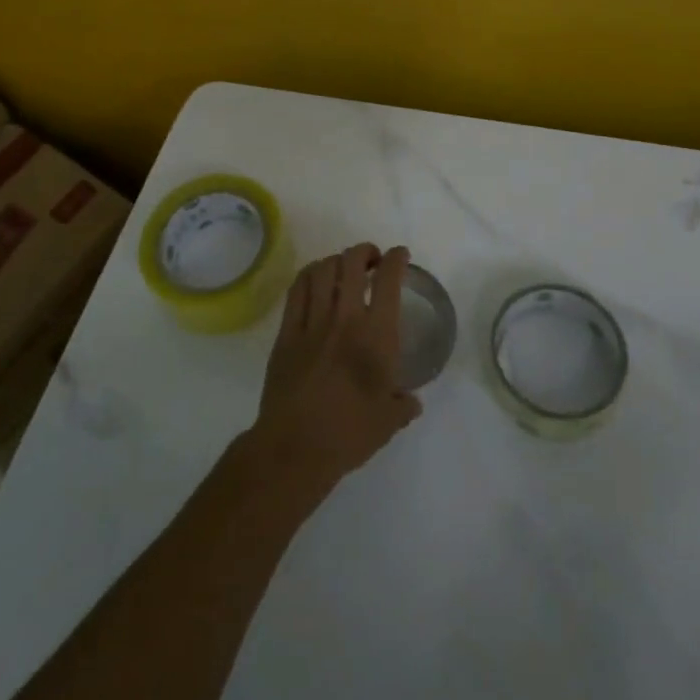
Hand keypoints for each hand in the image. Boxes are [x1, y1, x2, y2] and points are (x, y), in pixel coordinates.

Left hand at [241, 243, 422, 508]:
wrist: (295, 447)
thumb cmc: (348, 434)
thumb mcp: (388, 422)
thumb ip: (403, 405)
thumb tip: (412, 401)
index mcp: (376, 336)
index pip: (389, 280)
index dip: (396, 259)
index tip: (400, 256)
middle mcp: (345, 318)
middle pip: (352, 262)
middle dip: (364, 252)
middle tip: (371, 260)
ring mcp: (312, 321)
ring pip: (323, 269)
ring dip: (337, 260)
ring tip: (343, 268)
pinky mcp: (287, 331)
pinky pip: (298, 288)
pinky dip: (309, 274)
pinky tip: (315, 279)